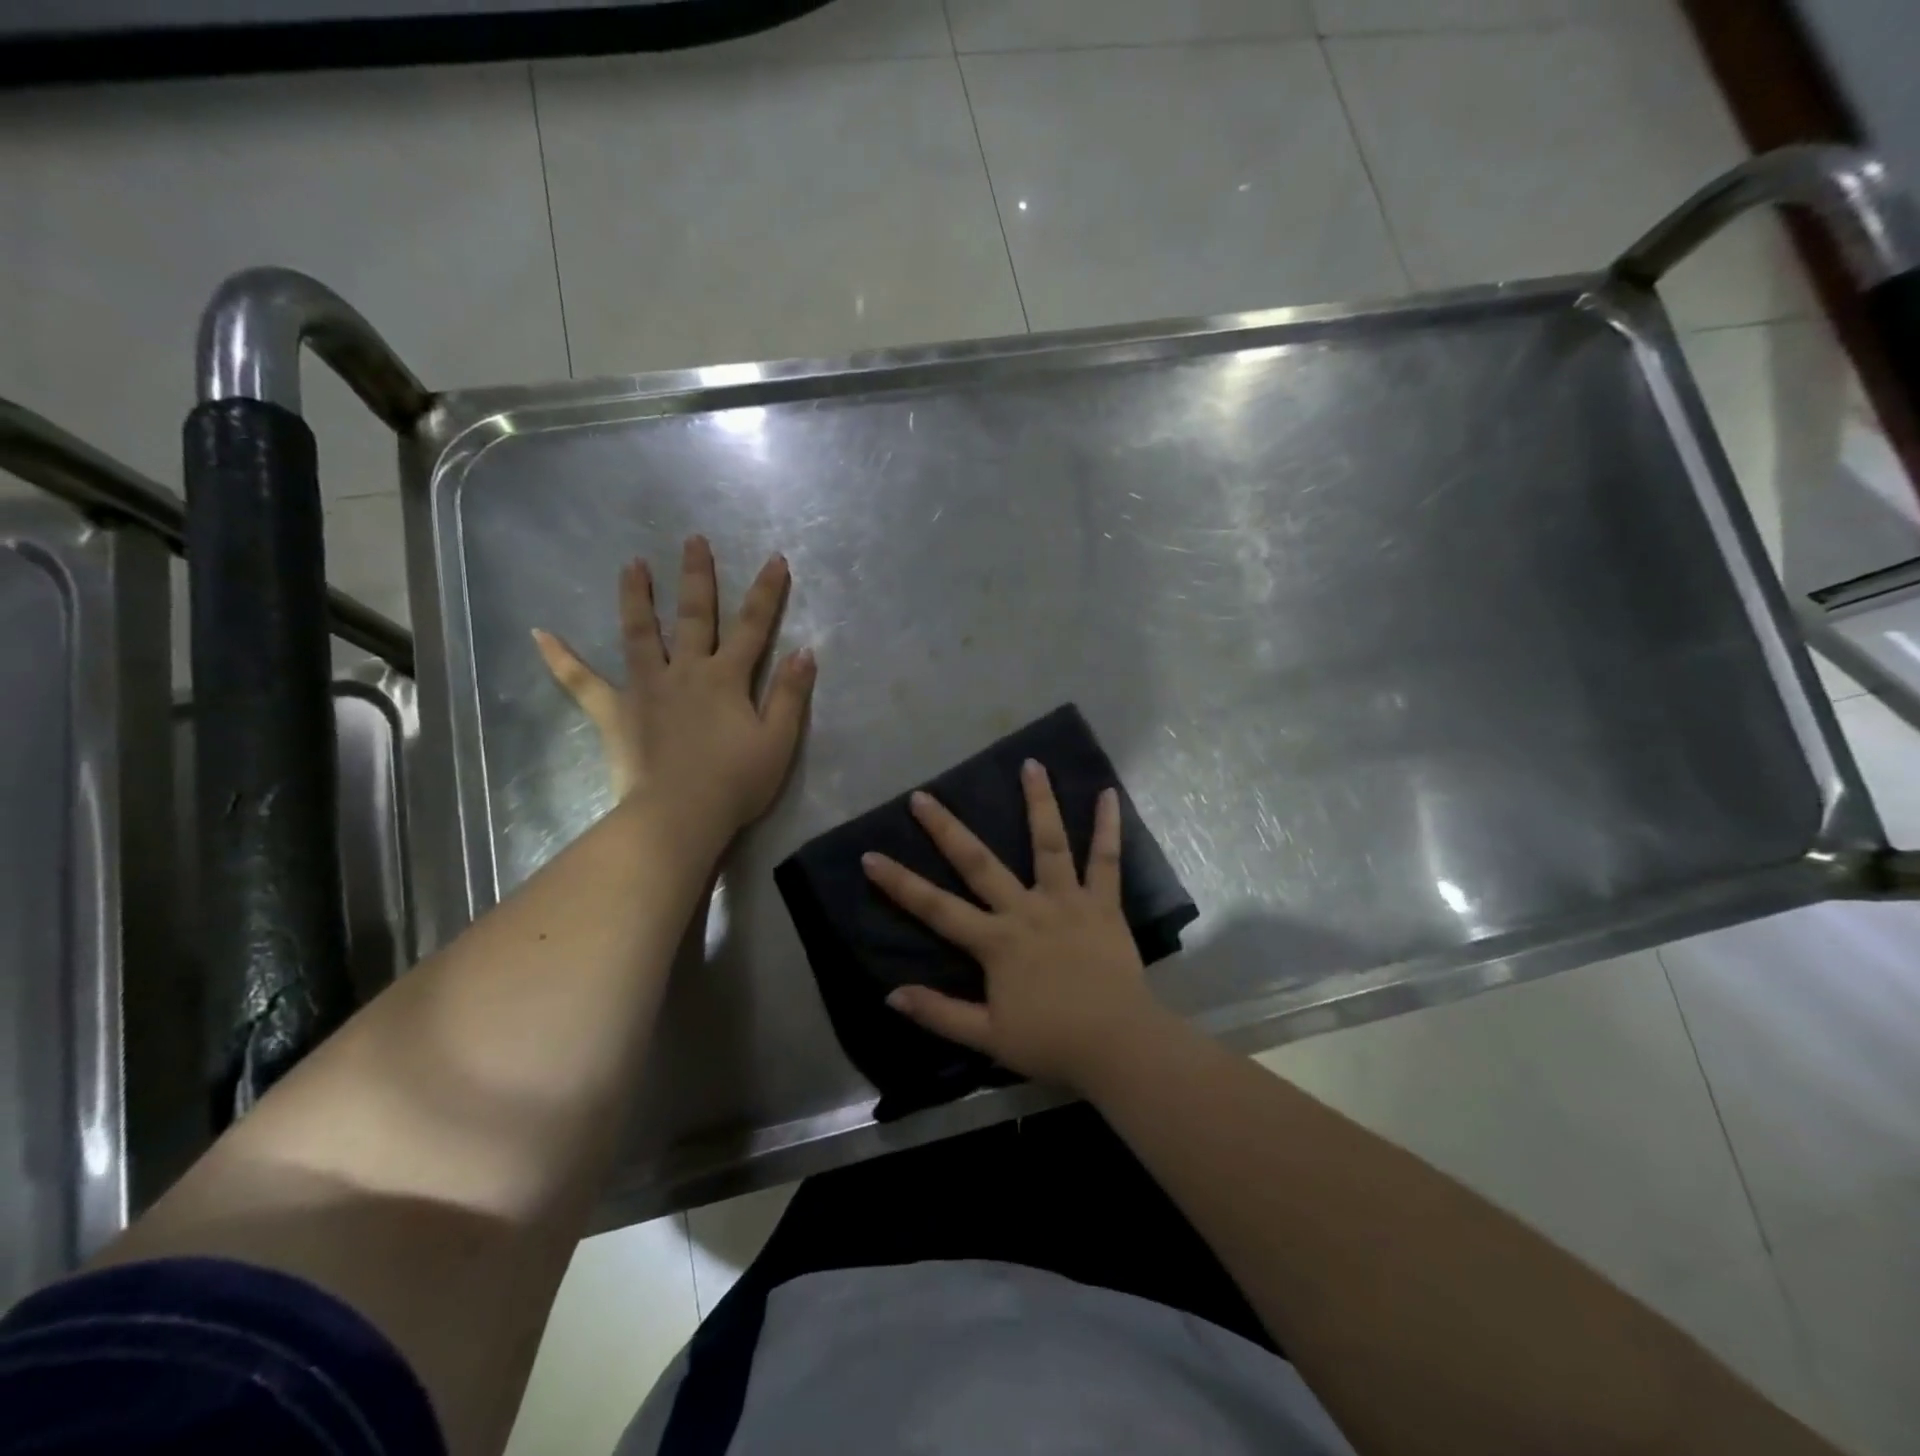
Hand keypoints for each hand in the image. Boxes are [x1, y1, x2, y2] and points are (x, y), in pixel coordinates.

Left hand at [532, 535, 815, 844]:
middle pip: (694, 616)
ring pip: (640, 634)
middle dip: (697, 577)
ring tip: (631, 565)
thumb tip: (805, 651)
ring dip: (637, 597)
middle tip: (693, 540)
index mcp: (726, 678)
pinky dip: (561, 658)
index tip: (775, 559)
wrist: (680, 815)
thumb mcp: (778, 741)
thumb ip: (790, 694)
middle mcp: (686, 671)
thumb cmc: (736, 782)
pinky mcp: (616, 712)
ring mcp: (646, 688)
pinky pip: (582, 682)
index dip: (766, 593)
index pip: (753, 626)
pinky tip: (539, 634)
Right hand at [862, 760, 1169, 1091]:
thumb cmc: (1051, 1042)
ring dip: (1038, 802)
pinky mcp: (1103, 904)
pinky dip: (1108, 827)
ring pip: (1048, 844)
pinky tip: (1109, 794)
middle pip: (979, 862)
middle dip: (947, 829)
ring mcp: (1067, 901)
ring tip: (1032, 763)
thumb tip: (891, 995)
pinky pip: (1106, 861)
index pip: (936, 908)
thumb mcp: (987, 1038)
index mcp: (996, 942)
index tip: (871, 855)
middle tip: (923, 795)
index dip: (900, 883)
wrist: (1117, 1045)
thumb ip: (939, 1013)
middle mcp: (1026, 910)